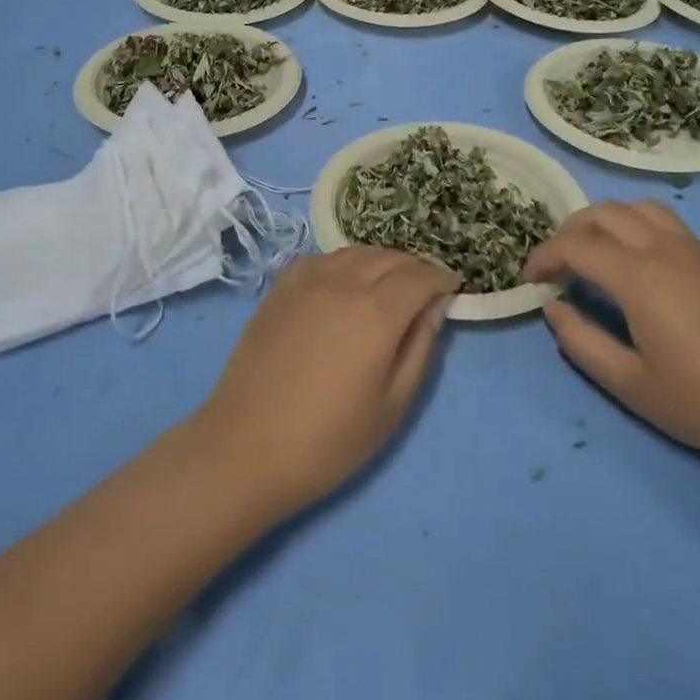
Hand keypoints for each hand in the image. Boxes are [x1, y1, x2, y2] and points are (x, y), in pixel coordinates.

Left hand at [192, 247, 456, 517]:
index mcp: (376, 311)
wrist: (245, 447)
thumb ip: (420, 347)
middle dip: (416, 268)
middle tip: (426, 291)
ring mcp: (307, 278)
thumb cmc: (328, 440)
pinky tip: (346, 285)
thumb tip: (436, 306)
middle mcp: (343, 281)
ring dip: (382, 262)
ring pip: (357, 252)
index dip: (443, 279)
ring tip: (390, 286)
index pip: (421, 275)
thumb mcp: (392, 405)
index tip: (454, 289)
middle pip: (391, 257)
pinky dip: (346, 263)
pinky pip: (325, 258)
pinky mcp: (281, 285)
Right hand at [526, 201, 699, 473]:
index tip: (530, 280)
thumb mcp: (632, 385)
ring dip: (605, 221)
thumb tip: (555, 308)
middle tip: (557, 264)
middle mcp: (664, 249)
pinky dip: (635, 227)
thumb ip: (582, 342)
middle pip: (604, 213)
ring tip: (594, 253)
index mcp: (639, 277)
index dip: (545, 257)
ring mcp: (695, 250)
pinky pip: (665, 223)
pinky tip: (638, 265)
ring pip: (637, 208)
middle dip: (570, 231)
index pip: (576, 246)